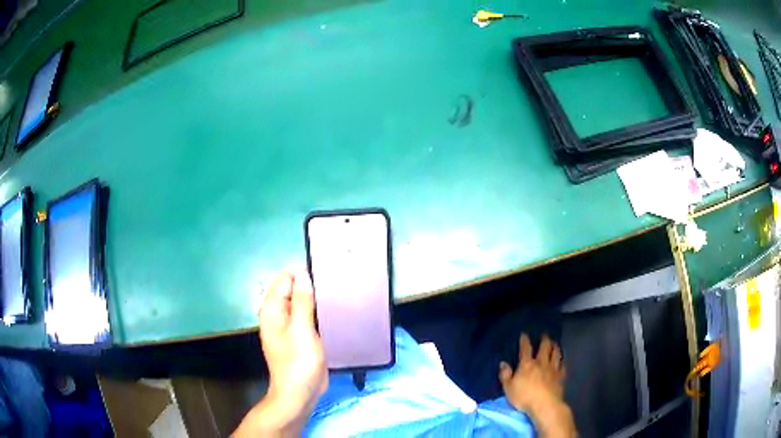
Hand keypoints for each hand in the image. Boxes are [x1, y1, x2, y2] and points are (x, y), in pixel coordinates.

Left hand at [234, 271, 326, 436]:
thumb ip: (302, 301)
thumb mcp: (302, 330)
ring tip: (339, 297)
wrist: (299, 393)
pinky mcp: (301, 336)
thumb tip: (303, 274)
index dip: (303, 274)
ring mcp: (290, 326)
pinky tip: (335, 314)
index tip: (326, 275)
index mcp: (272, 310)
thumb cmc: (298, 362)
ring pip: (303, 304)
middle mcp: (278, 315)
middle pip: (294, 290)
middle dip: (312, 287)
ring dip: (317, 301)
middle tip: (336, 287)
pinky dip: (319, 313)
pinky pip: (309, 317)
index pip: (285, 279)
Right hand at [499, 334, 575, 437]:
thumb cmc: (524, 397)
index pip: (525, 349)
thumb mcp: (508, 388)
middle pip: (545, 348)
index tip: (524, 334)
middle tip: (545, 335)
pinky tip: (562, 360)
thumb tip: (503, 363)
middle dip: (544, 340)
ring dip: (555, 347)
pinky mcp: (560, 377)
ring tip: (555, 343)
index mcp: (527, 365)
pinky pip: (562, 366)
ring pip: (556, 354)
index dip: (524, 341)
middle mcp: (541, 363)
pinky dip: (562, 361)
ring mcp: (553, 369)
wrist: (545, 404)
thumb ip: (505, 375)